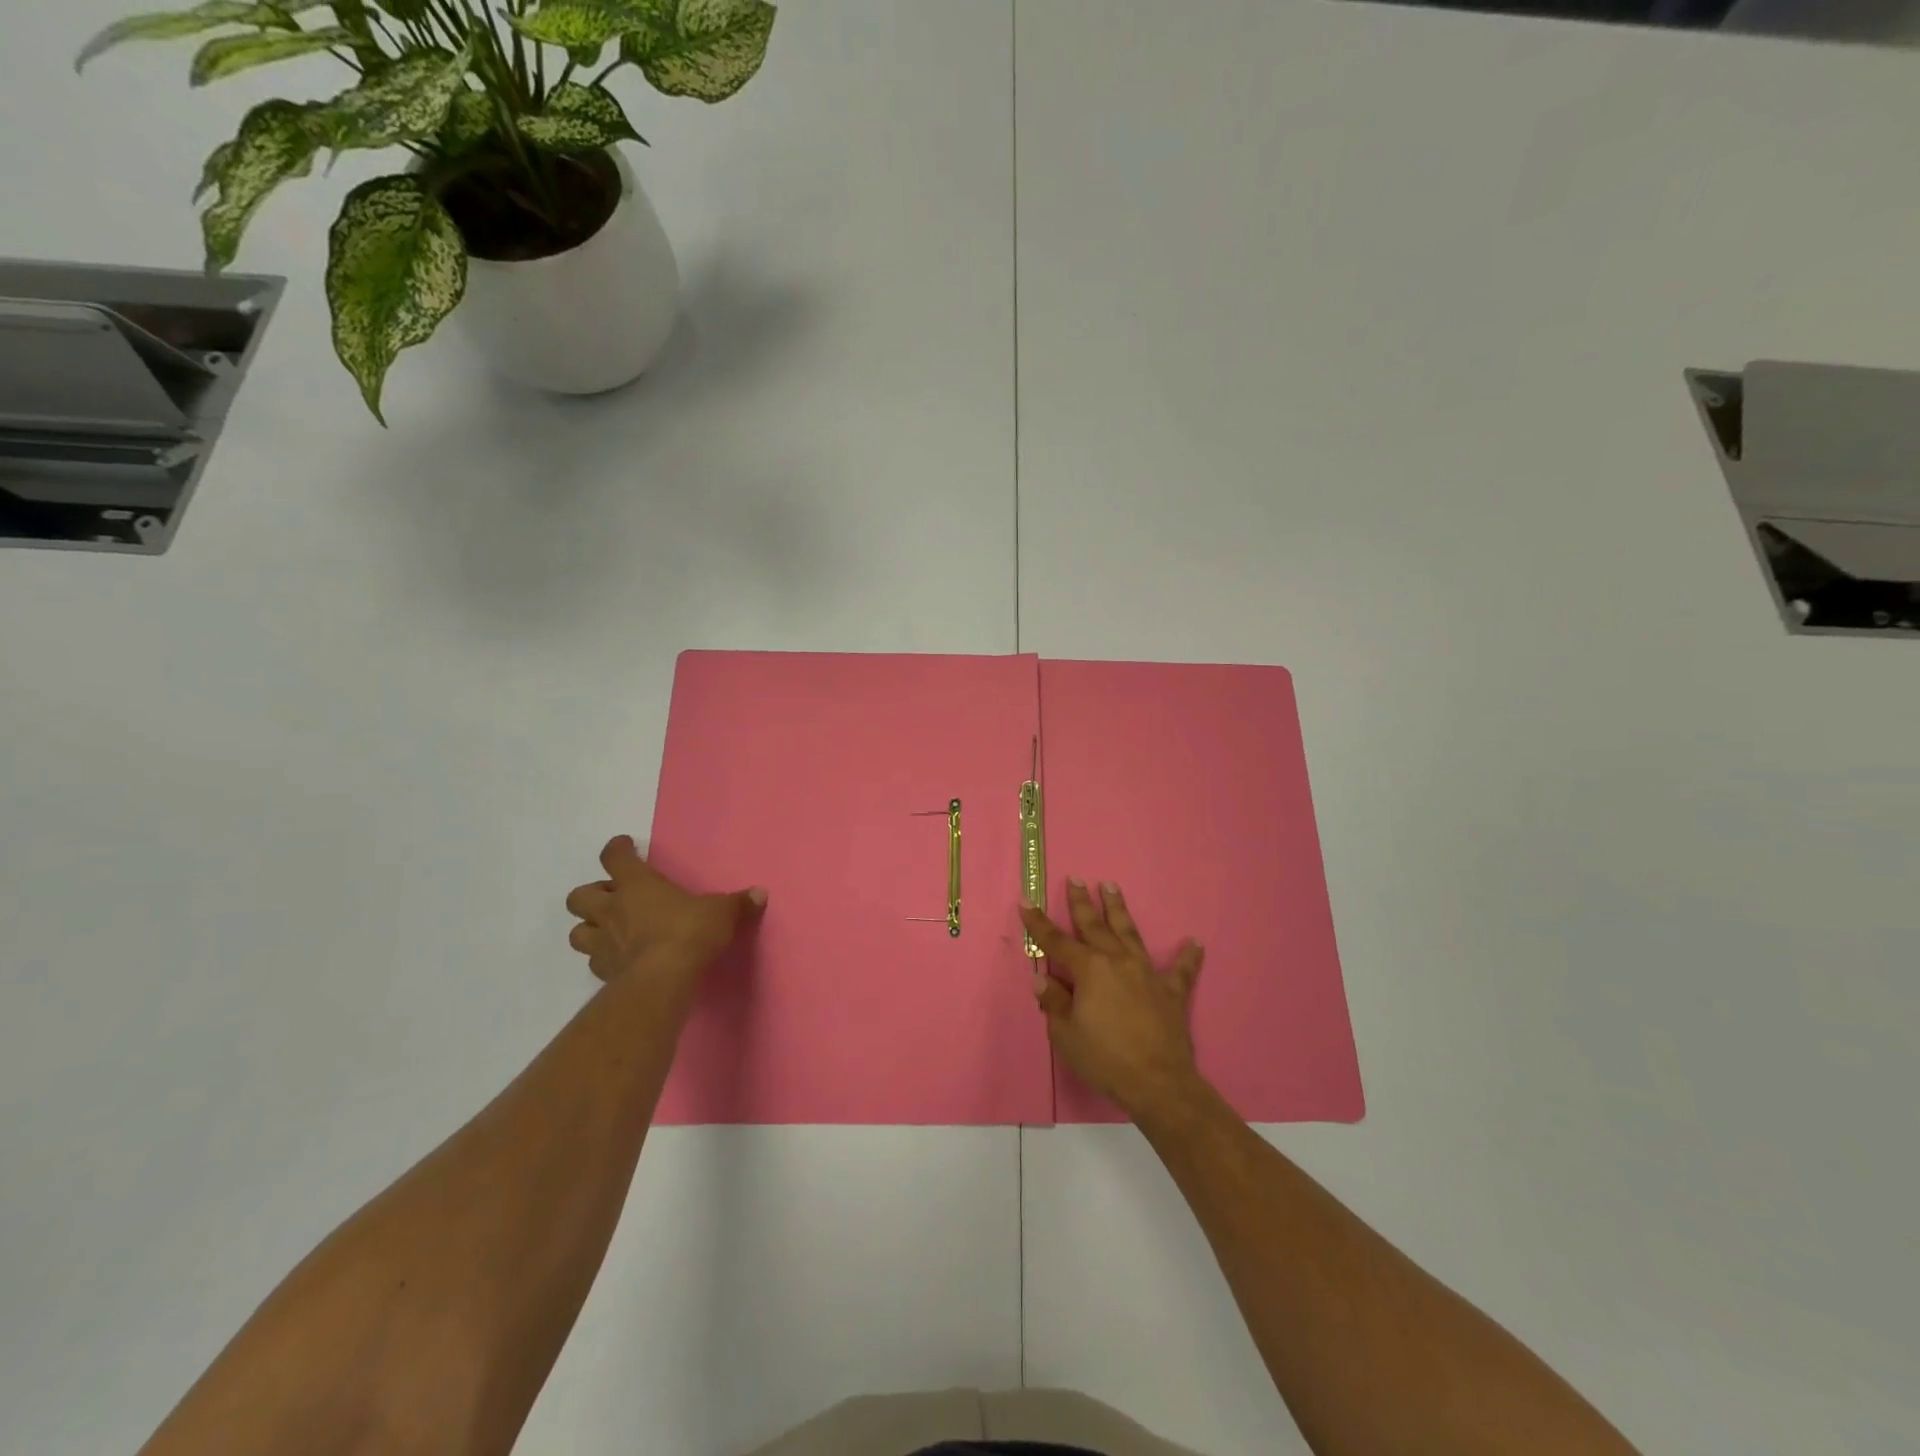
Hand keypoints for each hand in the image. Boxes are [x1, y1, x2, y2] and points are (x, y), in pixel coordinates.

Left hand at [564, 836, 765, 986]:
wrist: (663, 980)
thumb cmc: (689, 933)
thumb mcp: (721, 913)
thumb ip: (738, 904)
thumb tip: (761, 893)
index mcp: (637, 884)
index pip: (615, 857)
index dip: (618, 849)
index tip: (625, 846)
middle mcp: (612, 909)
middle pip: (580, 896)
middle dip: (592, 894)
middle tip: (614, 897)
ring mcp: (602, 943)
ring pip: (577, 931)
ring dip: (590, 928)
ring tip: (609, 930)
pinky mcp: (603, 972)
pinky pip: (593, 961)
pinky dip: (602, 958)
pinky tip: (620, 960)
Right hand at [1020, 880, 1205, 1122]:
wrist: (1157, 1083)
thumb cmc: (1104, 1058)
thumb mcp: (1065, 1034)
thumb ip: (1054, 1002)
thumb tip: (1042, 978)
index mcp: (1089, 969)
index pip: (1057, 941)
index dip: (1039, 923)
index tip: (1027, 902)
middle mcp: (1117, 961)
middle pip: (1095, 926)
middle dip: (1082, 902)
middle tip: (1076, 879)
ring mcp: (1147, 973)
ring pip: (1130, 933)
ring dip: (1119, 910)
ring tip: (1112, 887)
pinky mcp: (1171, 992)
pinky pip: (1181, 970)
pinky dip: (1188, 956)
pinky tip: (1195, 942)